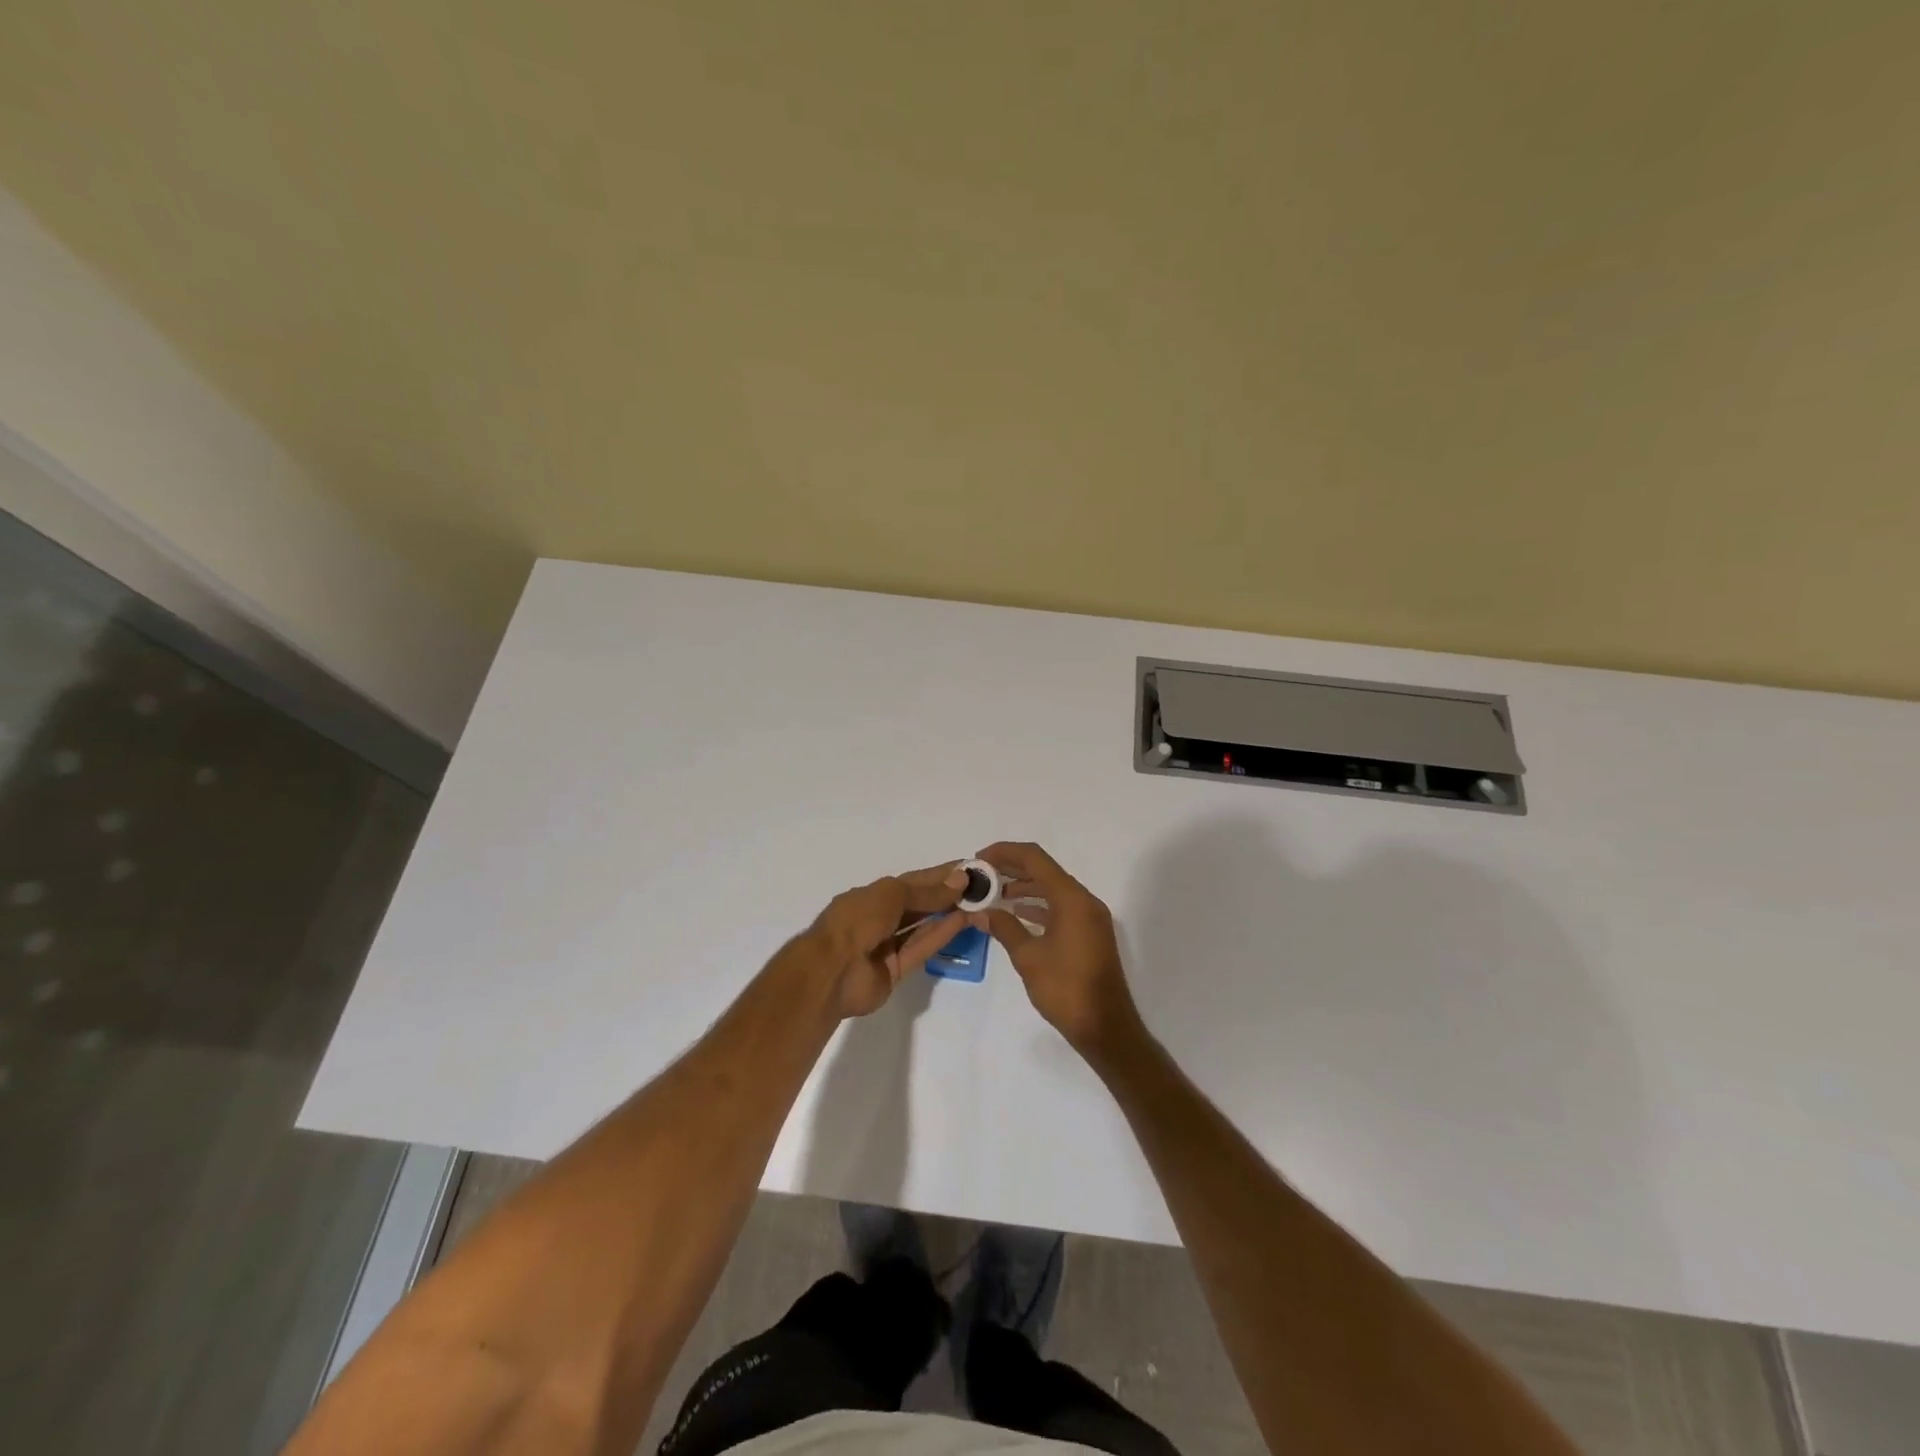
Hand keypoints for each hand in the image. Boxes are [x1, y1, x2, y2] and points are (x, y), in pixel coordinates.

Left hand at [809, 863, 968, 1018]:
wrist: (831, 971)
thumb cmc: (857, 920)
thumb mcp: (892, 894)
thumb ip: (927, 891)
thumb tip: (960, 880)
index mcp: (872, 896)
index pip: (912, 882)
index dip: (940, 875)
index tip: (969, 869)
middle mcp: (879, 918)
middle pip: (918, 905)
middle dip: (946, 896)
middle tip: (980, 889)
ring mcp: (886, 946)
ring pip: (922, 927)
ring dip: (947, 915)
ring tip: (977, 904)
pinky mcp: (895, 971)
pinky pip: (921, 949)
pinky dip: (940, 936)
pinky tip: (963, 922)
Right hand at [970, 842, 1144, 1060]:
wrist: (1106, 1028)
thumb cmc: (1066, 989)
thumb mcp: (1028, 957)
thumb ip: (1003, 927)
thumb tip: (979, 911)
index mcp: (1071, 899)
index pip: (1034, 858)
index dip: (1004, 853)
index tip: (978, 859)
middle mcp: (1084, 900)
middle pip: (1044, 870)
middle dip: (1011, 869)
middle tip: (981, 876)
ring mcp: (1089, 917)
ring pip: (1052, 889)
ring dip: (1023, 887)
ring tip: (992, 895)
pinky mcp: (1089, 933)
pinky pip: (1060, 907)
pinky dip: (1037, 906)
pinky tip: (1015, 914)